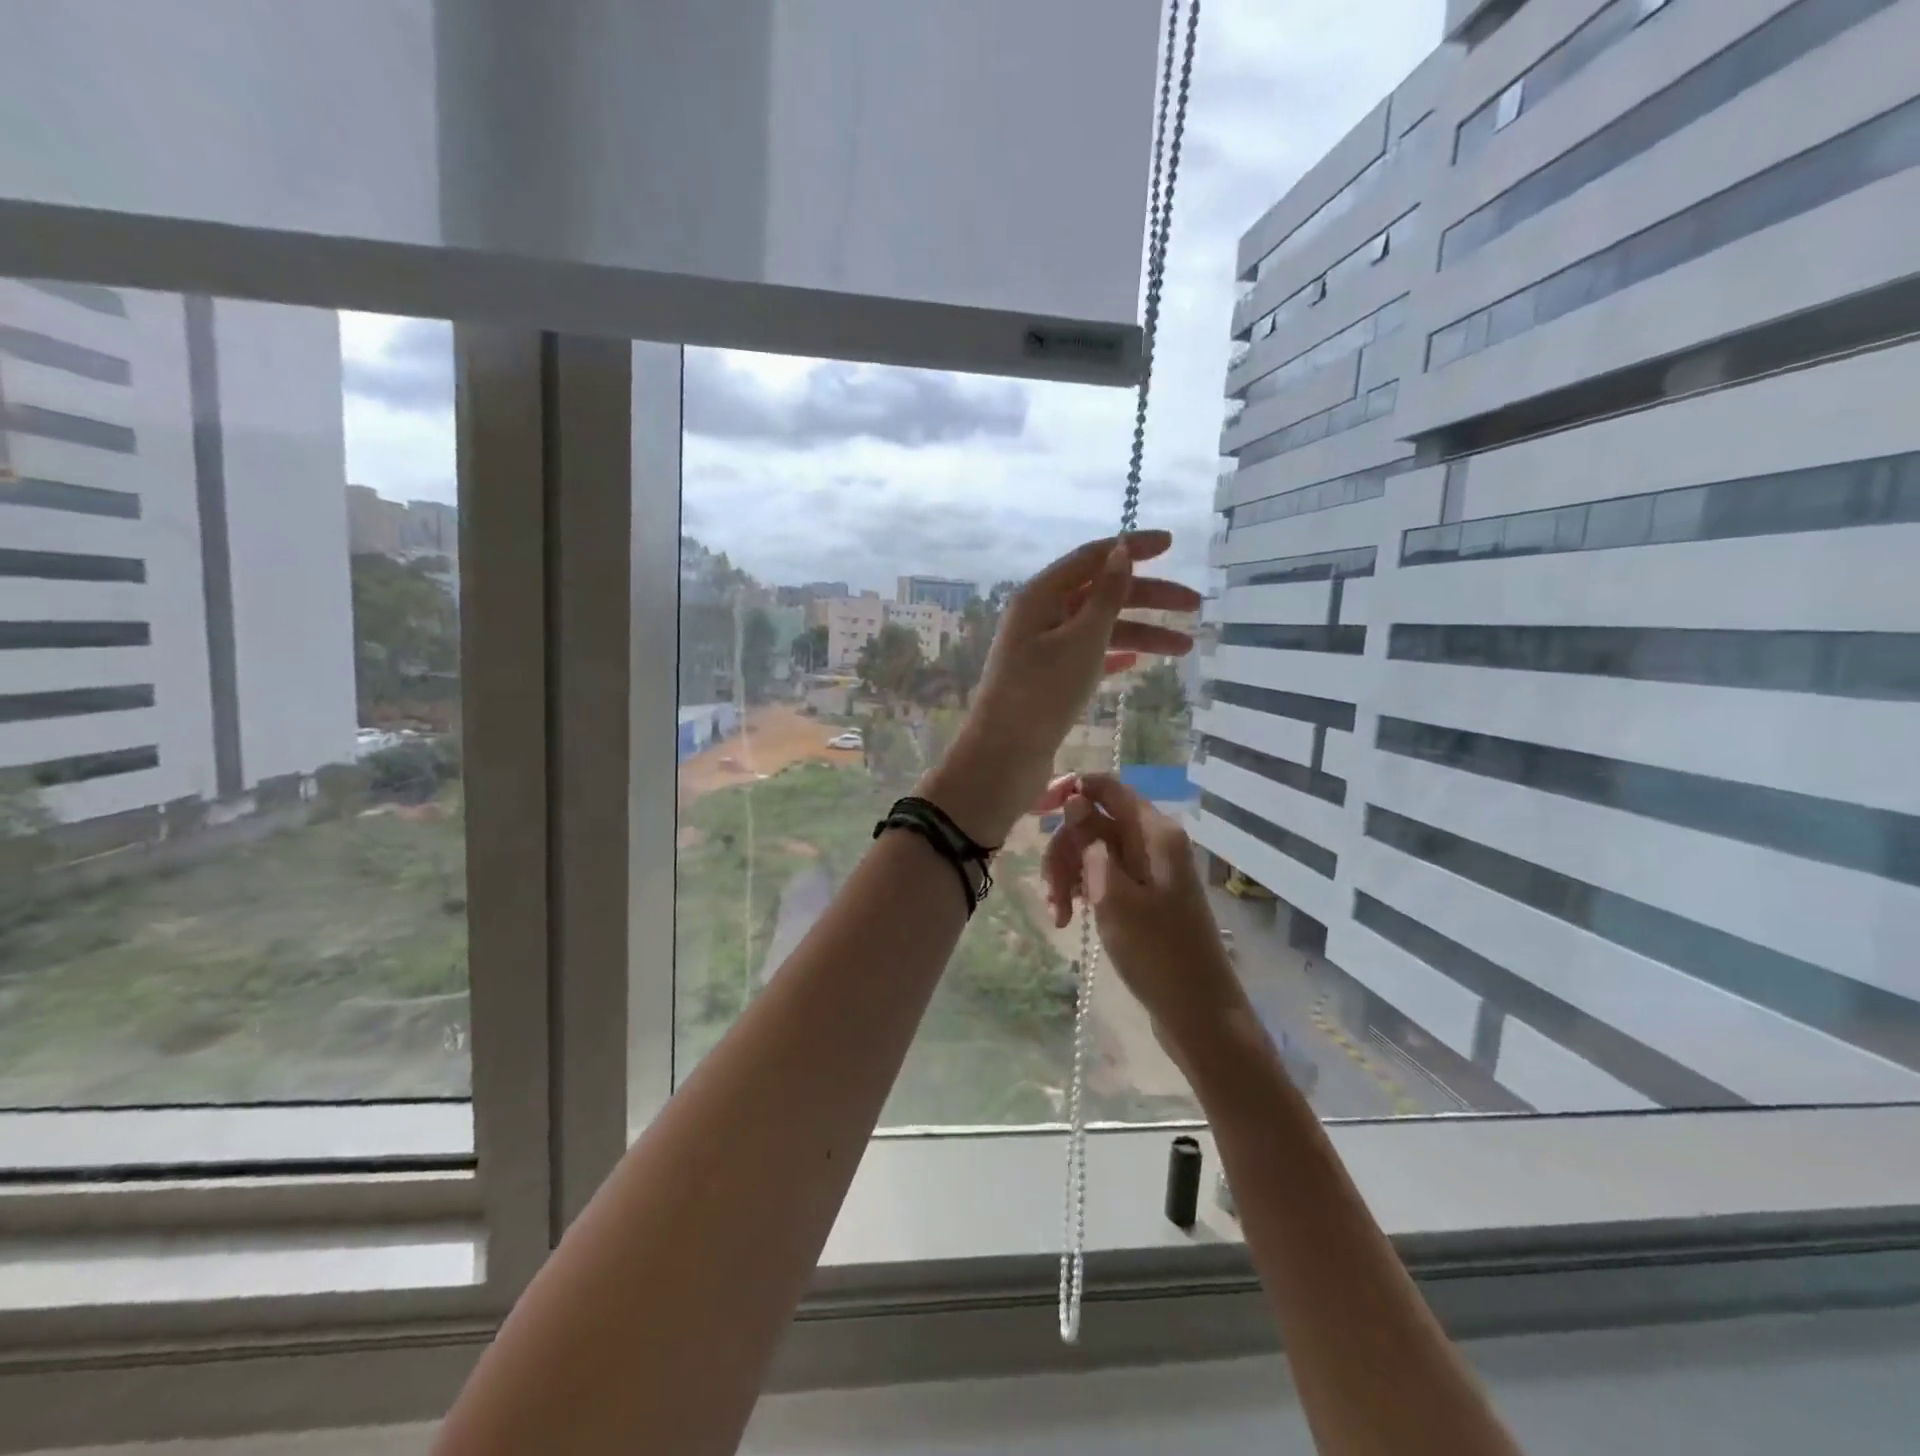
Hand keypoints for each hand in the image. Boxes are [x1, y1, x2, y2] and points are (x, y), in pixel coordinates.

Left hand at [918, 533, 1199, 844]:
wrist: (1006, 756)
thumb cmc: (1043, 692)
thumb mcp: (1082, 639)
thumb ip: (1106, 594)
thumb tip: (1121, 550)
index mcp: (1041, 595)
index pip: (1091, 557)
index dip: (1132, 547)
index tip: (1172, 543)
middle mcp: (1040, 615)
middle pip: (1101, 593)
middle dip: (1149, 597)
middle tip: (1195, 606)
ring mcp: (1042, 649)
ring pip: (1099, 629)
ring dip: (1141, 634)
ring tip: (1185, 649)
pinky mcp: (1047, 679)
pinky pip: (1088, 656)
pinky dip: (1114, 655)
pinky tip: (1138, 663)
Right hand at [1037, 773, 1245, 1051]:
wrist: (1198, 1012)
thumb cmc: (1156, 952)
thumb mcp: (1113, 893)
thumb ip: (1091, 841)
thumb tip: (1074, 798)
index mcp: (1154, 832)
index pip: (1106, 787)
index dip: (1069, 790)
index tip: (1035, 812)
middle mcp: (1153, 842)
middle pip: (1094, 822)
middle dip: (1064, 851)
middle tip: (1052, 892)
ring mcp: (1149, 869)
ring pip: (1093, 851)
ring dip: (1068, 876)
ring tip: (1060, 916)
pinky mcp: (1144, 895)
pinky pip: (1104, 876)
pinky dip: (1083, 891)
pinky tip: (1070, 920)